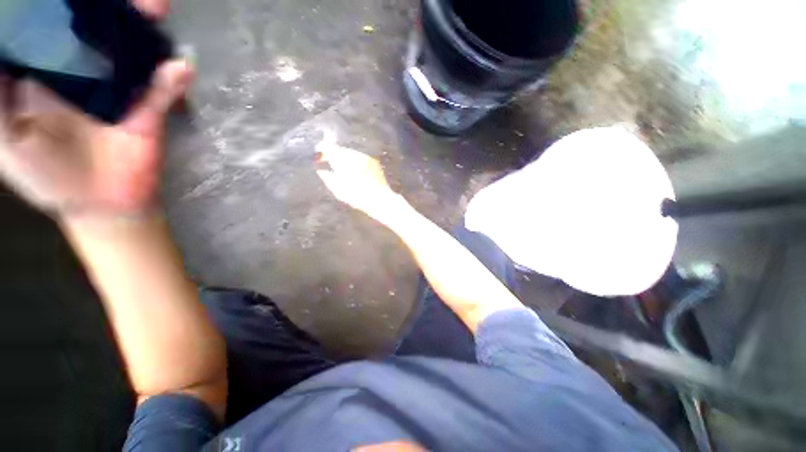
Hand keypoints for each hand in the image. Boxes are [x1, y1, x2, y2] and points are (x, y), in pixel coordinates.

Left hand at [0, 0, 188, 218]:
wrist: (102, 205)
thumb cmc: (45, 177)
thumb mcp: (7, 139)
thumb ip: (0, 100)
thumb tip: (10, 54)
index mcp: (44, 71)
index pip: (48, 25)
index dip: (56, 8)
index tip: (65, 2)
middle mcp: (82, 69)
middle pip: (93, 26)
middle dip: (107, 8)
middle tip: (119, 0)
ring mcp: (118, 87)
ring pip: (130, 48)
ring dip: (143, 29)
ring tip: (155, 9)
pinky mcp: (147, 109)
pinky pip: (163, 88)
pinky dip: (173, 76)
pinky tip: (180, 67)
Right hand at [315, 138, 403, 224]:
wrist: (380, 199)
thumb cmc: (358, 197)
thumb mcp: (339, 190)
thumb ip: (328, 179)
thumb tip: (321, 171)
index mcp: (344, 161)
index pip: (330, 148)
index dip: (322, 149)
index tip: (318, 154)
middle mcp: (355, 156)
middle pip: (341, 150)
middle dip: (334, 154)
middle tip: (328, 161)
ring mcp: (366, 158)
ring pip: (351, 153)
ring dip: (344, 158)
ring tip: (341, 167)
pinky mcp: (373, 162)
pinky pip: (360, 157)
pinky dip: (354, 161)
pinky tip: (354, 170)